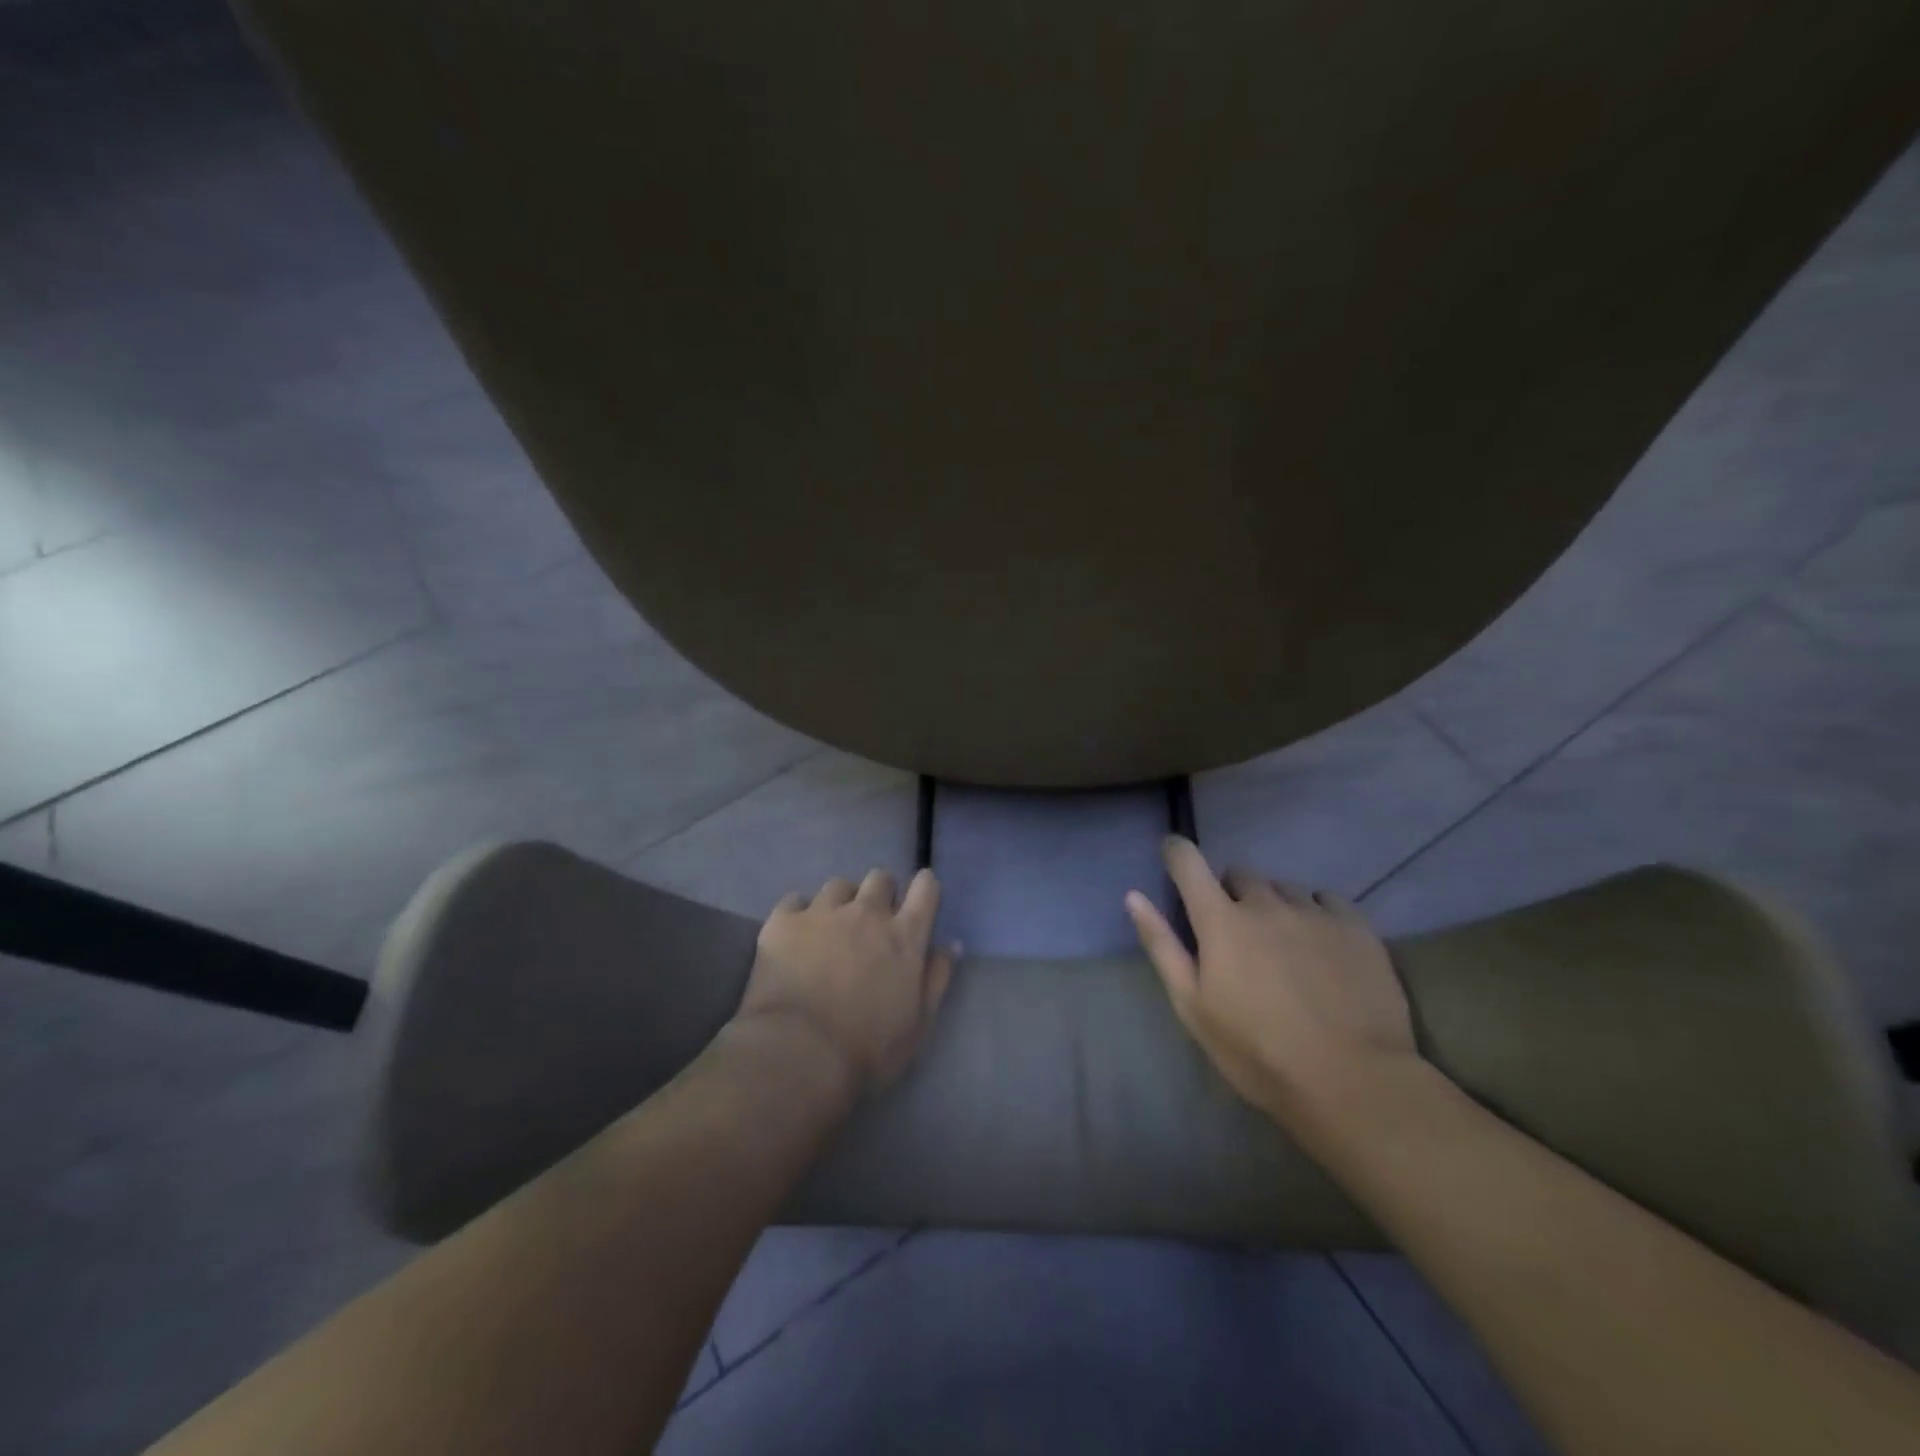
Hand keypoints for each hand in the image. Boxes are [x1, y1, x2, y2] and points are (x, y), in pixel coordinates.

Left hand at [737, 868, 961, 1095]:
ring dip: (841, 901)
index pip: (925, 889)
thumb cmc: (867, 1050)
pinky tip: (795, 934)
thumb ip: (936, 979)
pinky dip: (799, 912)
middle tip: (872, 920)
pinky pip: (794, 900)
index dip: (925, 887)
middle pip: (880, 878)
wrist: (798, 1055)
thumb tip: (950, 944)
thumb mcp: (918, 1025)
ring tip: (830, 927)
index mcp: (904, 937)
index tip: (919, 897)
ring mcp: (823, 913)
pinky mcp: (783, 921)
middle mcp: (867, 913)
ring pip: (838, 885)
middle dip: (880, 892)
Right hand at [1125, 836, 1418, 1122]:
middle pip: (1240, 875)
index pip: (1189, 864)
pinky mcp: (1356, 927)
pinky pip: (1326, 899)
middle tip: (1236, 934)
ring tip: (1282, 944)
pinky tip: (1320, 945)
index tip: (1172, 854)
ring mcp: (1314, 913)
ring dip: (1273, 904)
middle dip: (1230, 894)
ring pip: (1283, 888)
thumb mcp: (1193, 1006)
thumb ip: (1162, 946)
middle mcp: (1265, 904)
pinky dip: (1314, 911)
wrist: (1351, 1082)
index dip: (1177, 852)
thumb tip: (1134, 896)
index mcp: (1221, 922)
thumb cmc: (1257, 1051)